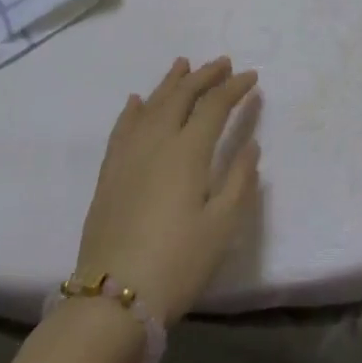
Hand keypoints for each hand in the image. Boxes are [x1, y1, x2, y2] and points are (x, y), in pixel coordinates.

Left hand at [74, 57, 260, 322]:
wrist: (112, 299)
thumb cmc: (177, 263)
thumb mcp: (222, 226)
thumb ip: (239, 180)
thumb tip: (251, 144)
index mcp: (188, 151)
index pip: (214, 106)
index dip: (234, 88)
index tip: (252, 78)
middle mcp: (156, 141)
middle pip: (181, 95)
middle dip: (205, 75)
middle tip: (223, 63)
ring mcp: (128, 155)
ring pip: (150, 105)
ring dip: (170, 82)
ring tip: (183, 64)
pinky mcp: (109, 173)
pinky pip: (122, 128)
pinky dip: (133, 109)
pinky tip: (137, 100)